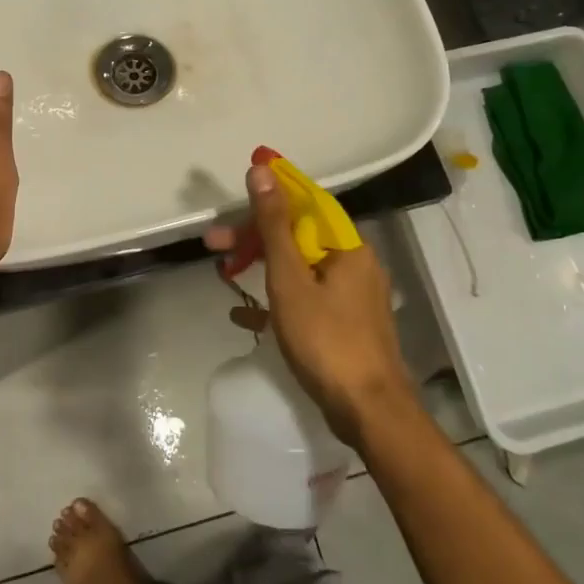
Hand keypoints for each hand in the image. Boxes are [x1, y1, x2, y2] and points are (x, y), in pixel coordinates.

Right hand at [205, 165, 416, 446]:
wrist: (369, 413)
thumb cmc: (326, 340)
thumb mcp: (290, 279)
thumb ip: (274, 225)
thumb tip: (262, 170)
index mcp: (347, 246)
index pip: (306, 203)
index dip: (271, 193)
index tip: (236, 192)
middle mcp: (354, 263)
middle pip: (299, 237)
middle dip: (255, 238)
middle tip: (213, 245)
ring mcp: (352, 296)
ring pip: (300, 268)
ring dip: (262, 267)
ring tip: (224, 274)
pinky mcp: (346, 324)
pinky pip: (306, 299)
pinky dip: (277, 300)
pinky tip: (244, 316)